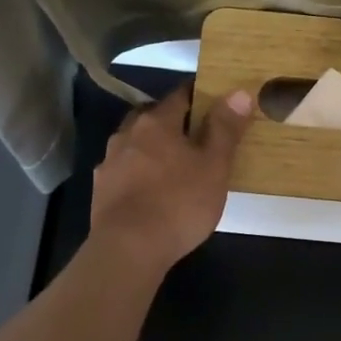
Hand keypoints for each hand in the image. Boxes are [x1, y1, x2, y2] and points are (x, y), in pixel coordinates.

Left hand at [90, 83, 251, 274]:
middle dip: (171, 121)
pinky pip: (123, 171)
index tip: (215, 101)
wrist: (128, 249)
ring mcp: (109, 163)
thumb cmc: (179, 203)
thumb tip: (239, 92)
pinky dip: (138, 173)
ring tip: (172, 164)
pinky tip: (150, 190)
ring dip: (151, 147)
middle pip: (151, 116)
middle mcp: (127, 135)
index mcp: (156, 122)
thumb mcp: (214, 166)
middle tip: (194, 134)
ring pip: (134, 144)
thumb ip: (225, 129)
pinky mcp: (100, 191)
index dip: (199, 95)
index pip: (180, 95)